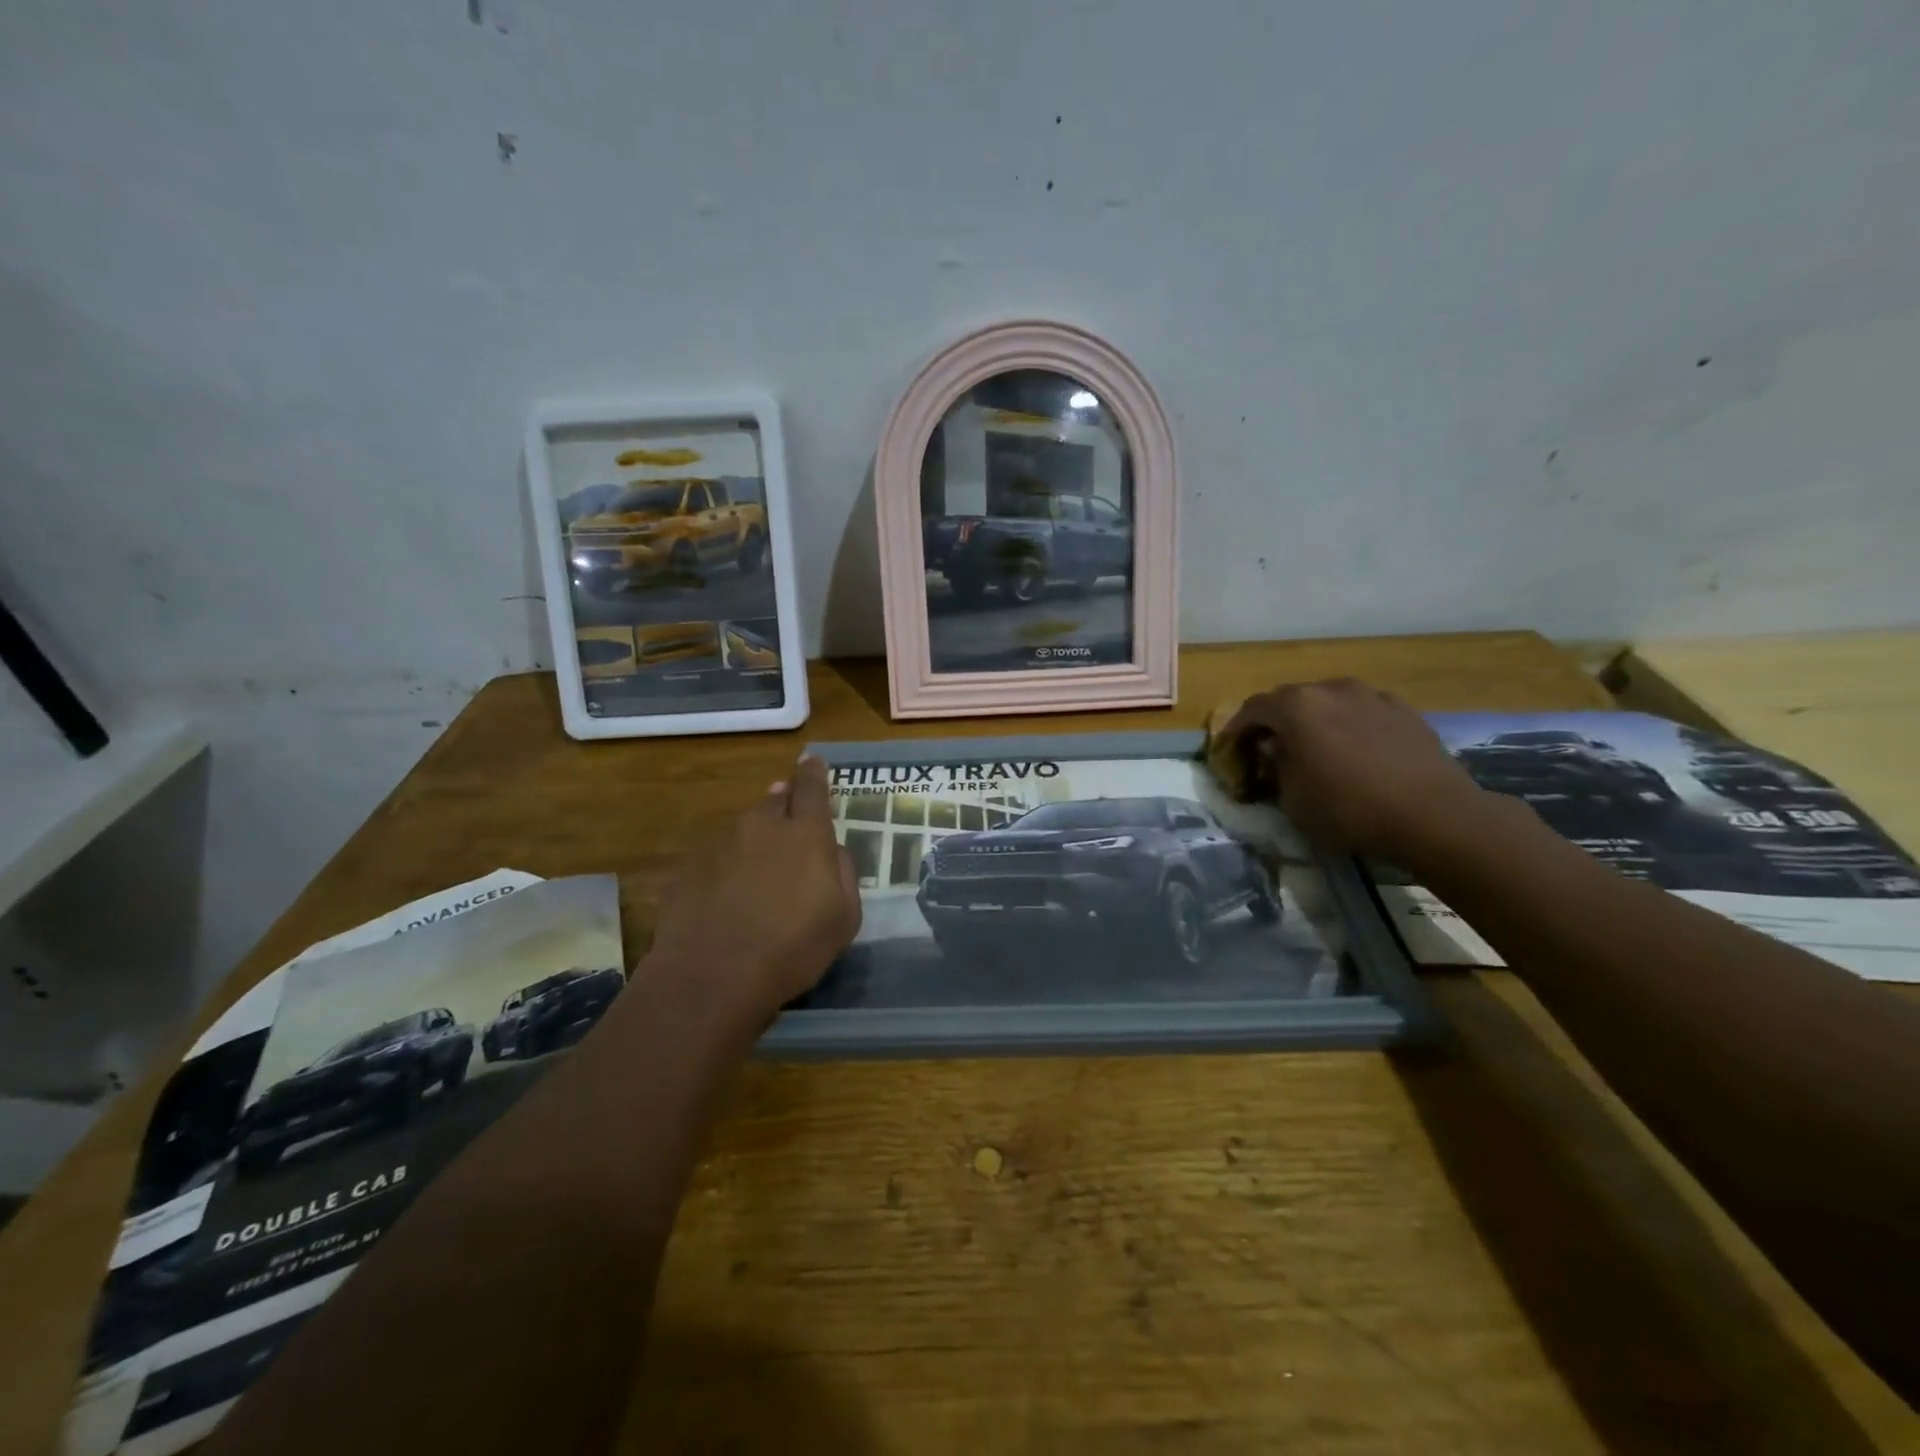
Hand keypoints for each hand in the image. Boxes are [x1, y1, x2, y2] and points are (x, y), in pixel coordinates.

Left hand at [643, 755, 861, 1023]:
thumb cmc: (793, 948)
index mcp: (805, 834)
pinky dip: (726, 869)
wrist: (712, 977)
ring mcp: (720, 846)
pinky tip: (727, 898)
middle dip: (784, 802)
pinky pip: (716, 859)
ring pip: (744, 831)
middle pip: (775, 803)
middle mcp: (762, 827)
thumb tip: (832, 851)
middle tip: (789, 814)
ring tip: (758, 868)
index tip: (811, 759)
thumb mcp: (844, 918)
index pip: (812, 788)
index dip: (814, 773)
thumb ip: (843, 873)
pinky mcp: (688, 869)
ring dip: (755, 839)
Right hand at [1222, 678, 1493, 862]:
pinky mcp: (1403, 709)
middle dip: (1275, 721)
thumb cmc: (1348, 808)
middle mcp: (1330, 689)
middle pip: (1290, 699)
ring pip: (1328, 701)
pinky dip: (1347, 725)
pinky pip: (1360, 711)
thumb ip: (1276, 766)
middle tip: (1269, 747)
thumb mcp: (1292, 799)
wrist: (1434, 815)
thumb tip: (1274, 749)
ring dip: (1313, 720)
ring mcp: (1370, 695)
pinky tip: (1353, 751)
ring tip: (1314, 747)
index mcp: (1296, 706)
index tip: (1231, 749)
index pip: (1252, 709)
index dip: (1237, 729)